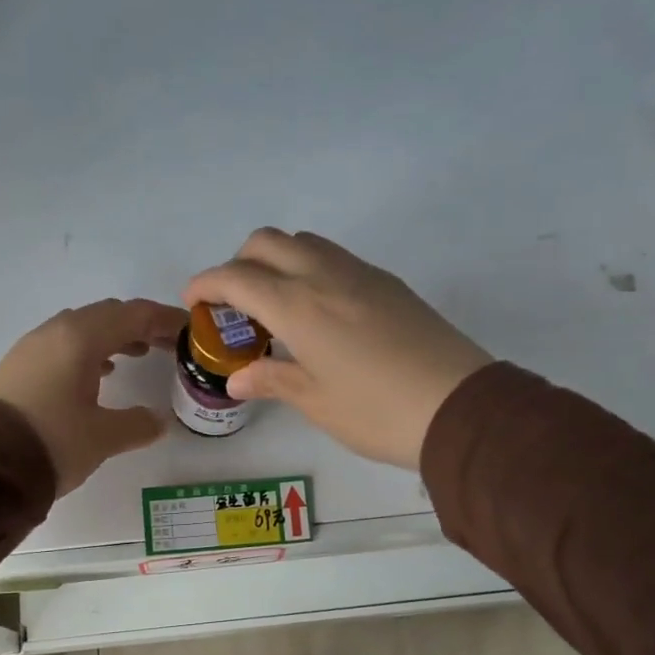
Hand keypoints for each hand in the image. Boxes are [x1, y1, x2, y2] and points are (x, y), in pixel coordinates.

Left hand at [0, 299, 187, 495]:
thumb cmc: (51, 443)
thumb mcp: (103, 437)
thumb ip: (138, 424)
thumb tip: (158, 421)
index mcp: (80, 338)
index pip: (133, 314)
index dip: (165, 319)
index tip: (190, 331)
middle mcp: (54, 332)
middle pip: (107, 315)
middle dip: (140, 325)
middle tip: (168, 344)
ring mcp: (31, 348)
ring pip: (82, 329)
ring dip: (113, 337)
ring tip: (139, 354)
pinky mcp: (18, 367)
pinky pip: (63, 346)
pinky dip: (89, 352)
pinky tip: (99, 374)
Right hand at [183, 230, 492, 470]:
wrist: (460, 408)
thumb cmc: (376, 412)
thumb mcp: (315, 402)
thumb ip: (272, 380)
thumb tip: (238, 379)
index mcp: (298, 305)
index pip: (237, 276)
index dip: (206, 284)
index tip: (194, 303)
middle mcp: (325, 275)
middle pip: (267, 242)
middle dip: (238, 263)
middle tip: (235, 305)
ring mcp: (361, 274)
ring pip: (304, 243)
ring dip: (276, 261)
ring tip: (275, 306)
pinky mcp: (388, 283)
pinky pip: (335, 258)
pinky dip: (309, 269)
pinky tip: (317, 312)